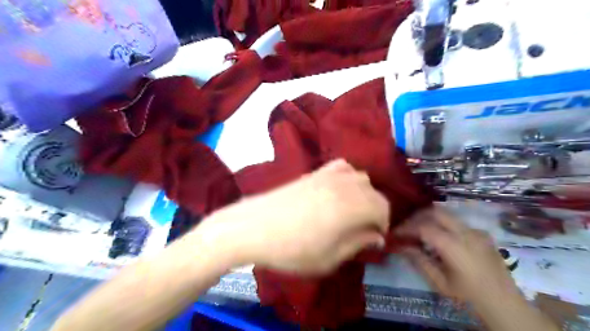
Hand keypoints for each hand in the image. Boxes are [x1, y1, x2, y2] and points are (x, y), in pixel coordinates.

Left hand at [194, 159, 389, 273]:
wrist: (253, 227)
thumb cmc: (291, 249)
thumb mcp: (329, 258)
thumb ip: (358, 243)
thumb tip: (377, 237)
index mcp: (352, 206)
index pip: (383, 208)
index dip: (383, 225)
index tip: (373, 239)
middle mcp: (344, 184)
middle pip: (373, 191)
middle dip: (374, 211)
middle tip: (362, 230)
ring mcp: (328, 174)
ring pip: (360, 177)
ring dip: (363, 194)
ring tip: (351, 211)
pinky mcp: (314, 172)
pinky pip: (341, 167)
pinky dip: (347, 177)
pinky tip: (338, 191)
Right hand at [393, 208, 516, 306]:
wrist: (507, 307)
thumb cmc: (469, 298)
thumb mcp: (440, 283)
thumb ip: (419, 260)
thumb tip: (400, 246)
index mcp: (454, 246)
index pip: (423, 227)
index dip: (406, 228)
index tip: (395, 233)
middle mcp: (466, 233)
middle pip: (435, 212)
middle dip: (417, 217)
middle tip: (406, 228)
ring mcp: (477, 232)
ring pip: (447, 214)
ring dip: (429, 219)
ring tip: (419, 231)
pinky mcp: (483, 235)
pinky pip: (457, 222)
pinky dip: (443, 224)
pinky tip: (439, 238)